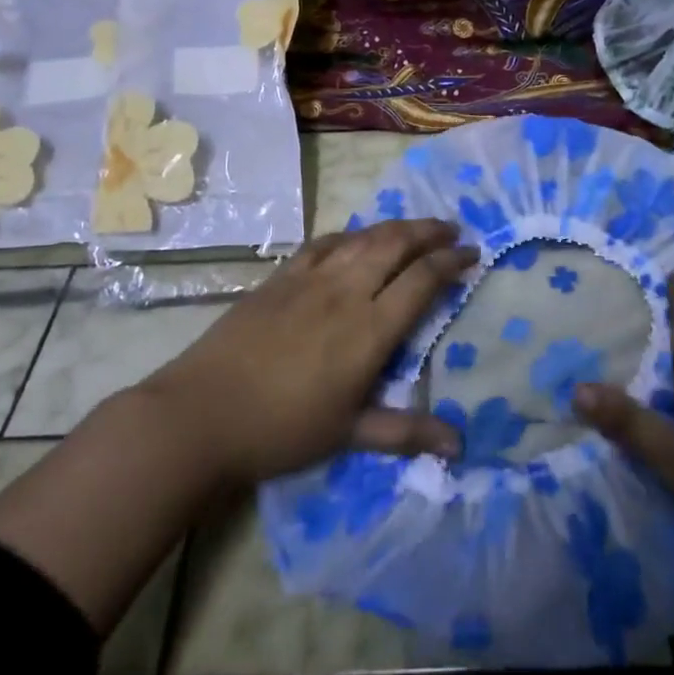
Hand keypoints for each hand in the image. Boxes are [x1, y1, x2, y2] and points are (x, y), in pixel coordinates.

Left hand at [141, 219, 473, 487]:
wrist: (201, 415)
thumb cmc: (282, 430)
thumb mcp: (349, 434)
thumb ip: (406, 432)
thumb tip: (459, 447)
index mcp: (370, 329)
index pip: (422, 280)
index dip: (451, 263)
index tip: (472, 254)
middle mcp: (346, 292)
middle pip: (396, 245)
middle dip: (429, 232)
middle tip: (451, 230)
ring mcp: (310, 280)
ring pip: (362, 238)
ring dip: (394, 227)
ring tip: (414, 228)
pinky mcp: (279, 279)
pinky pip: (322, 245)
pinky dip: (348, 236)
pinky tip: (353, 239)